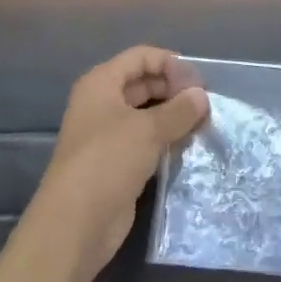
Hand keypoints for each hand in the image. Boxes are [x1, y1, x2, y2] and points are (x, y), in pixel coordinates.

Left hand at [33, 46, 208, 278]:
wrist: (75, 225)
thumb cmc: (108, 161)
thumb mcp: (149, 129)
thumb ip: (179, 109)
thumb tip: (202, 96)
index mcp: (101, 83)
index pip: (141, 57)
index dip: (170, 63)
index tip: (199, 81)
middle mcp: (102, 103)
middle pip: (143, 83)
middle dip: (174, 90)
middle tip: (205, 104)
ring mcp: (107, 135)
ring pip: (146, 114)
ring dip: (172, 116)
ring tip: (202, 123)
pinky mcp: (116, 163)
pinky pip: (145, 141)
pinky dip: (165, 139)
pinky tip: (187, 145)